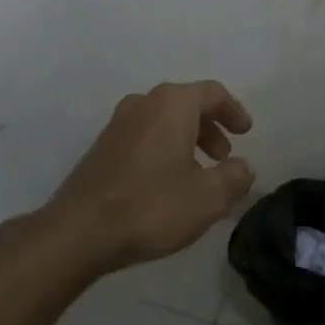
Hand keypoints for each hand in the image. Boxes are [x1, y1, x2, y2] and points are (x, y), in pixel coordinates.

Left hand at [47, 81, 255, 271]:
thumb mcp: (208, 197)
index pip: (212, 93)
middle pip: (186, 105)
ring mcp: (116, 126)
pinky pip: (143, 139)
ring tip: (198, 176)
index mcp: (171, 105)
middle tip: (223, 157)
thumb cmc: (151, 206)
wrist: (78, 232)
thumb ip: (234, 177)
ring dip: (186, 142)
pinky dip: (163, 152)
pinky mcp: (101, 149)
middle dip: (210, 128)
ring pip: (162, 122)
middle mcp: (142, 105)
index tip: (246, 133)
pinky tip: (167, 186)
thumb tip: (244, 167)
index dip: (234, 111)